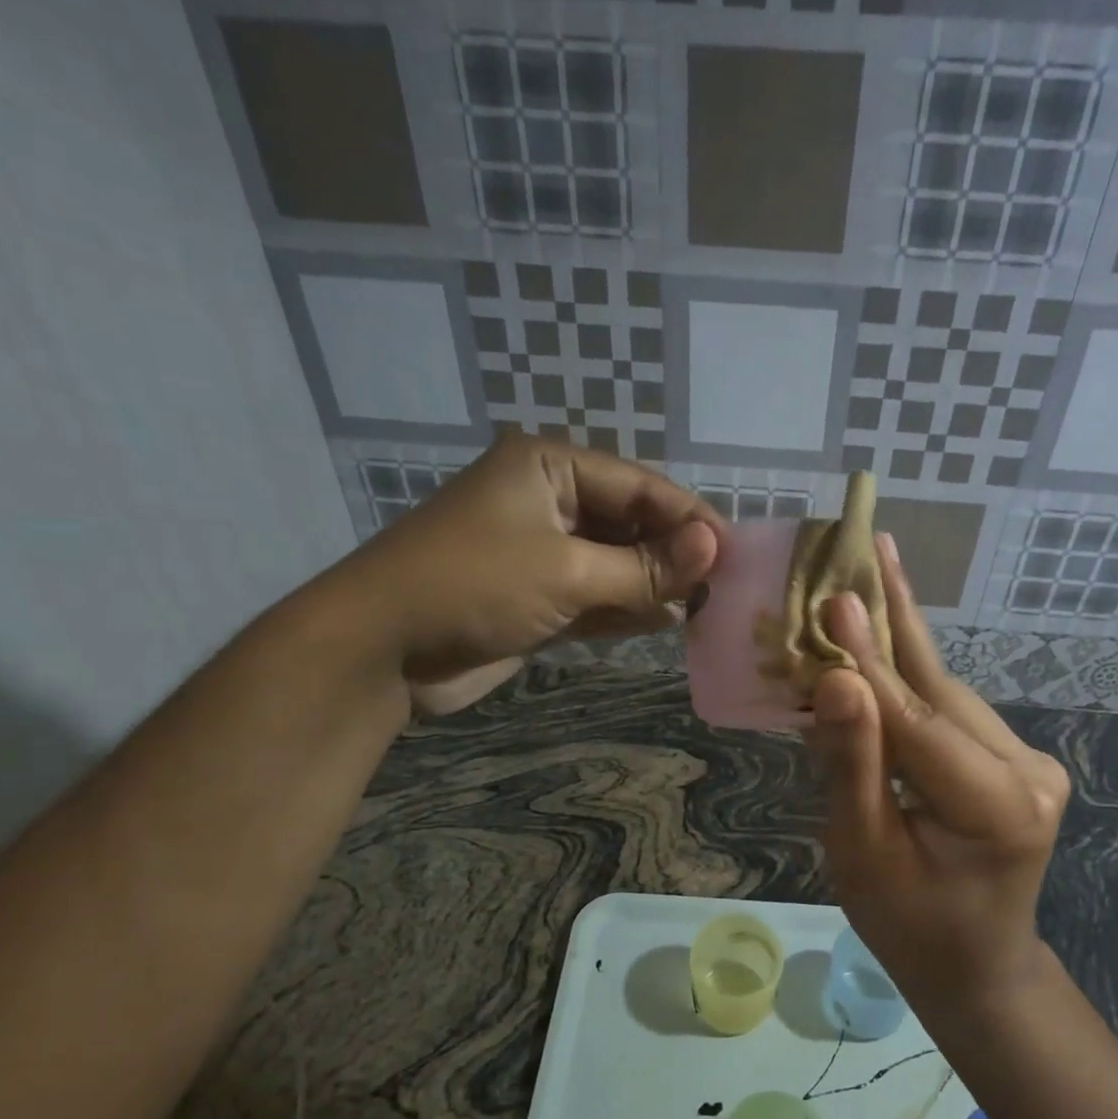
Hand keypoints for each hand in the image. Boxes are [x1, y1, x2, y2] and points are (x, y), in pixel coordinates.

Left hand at [341, 434, 718, 712]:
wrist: (383, 649)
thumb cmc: (474, 586)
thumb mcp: (567, 571)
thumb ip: (643, 566)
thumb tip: (715, 551)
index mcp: (550, 469)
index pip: (639, 485)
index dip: (689, 519)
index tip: (734, 554)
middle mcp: (548, 501)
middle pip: (630, 523)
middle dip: (674, 554)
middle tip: (724, 587)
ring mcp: (542, 552)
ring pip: (616, 562)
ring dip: (654, 584)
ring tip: (704, 607)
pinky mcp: (537, 597)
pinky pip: (596, 595)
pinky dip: (627, 608)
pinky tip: (666, 621)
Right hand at [804, 535, 1070, 1018]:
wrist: (974, 965)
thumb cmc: (908, 925)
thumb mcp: (863, 854)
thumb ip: (853, 764)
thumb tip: (837, 681)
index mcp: (995, 807)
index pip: (917, 720)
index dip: (868, 659)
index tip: (834, 596)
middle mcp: (1028, 772)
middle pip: (940, 689)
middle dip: (894, 620)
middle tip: (867, 544)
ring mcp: (1032, 763)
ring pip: (947, 693)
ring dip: (898, 644)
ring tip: (867, 575)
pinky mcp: (1020, 761)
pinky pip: (952, 712)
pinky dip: (910, 680)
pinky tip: (883, 638)